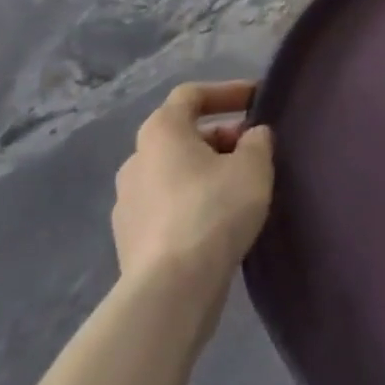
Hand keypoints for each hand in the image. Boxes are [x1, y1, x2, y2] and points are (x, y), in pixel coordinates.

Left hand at [112, 81, 274, 283]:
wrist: (170, 292)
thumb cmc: (213, 211)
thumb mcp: (253, 165)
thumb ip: (257, 140)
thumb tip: (251, 136)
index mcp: (161, 131)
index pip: (191, 95)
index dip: (226, 92)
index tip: (256, 100)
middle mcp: (136, 160)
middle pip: (183, 135)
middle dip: (221, 137)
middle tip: (253, 150)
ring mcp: (128, 204)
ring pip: (174, 174)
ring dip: (206, 172)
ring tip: (240, 188)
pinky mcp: (129, 243)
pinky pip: (167, 208)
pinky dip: (193, 205)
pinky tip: (219, 223)